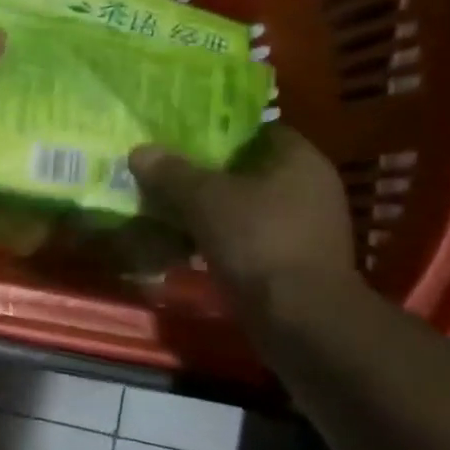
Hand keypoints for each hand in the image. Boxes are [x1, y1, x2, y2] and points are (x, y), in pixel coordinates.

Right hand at [128, 126, 356, 309]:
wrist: (300, 320)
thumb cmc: (258, 241)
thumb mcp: (204, 199)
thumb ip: (171, 172)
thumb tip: (139, 151)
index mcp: (299, 159)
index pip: (256, 130)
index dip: (217, 131)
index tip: (180, 138)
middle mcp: (309, 188)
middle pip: (246, 170)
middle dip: (205, 174)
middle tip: (164, 173)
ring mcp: (305, 229)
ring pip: (244, 207)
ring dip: (209, 211)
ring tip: (165, 209)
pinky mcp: (293, 263)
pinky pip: (248, 239)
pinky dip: (219, 240)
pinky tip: (185, 245)